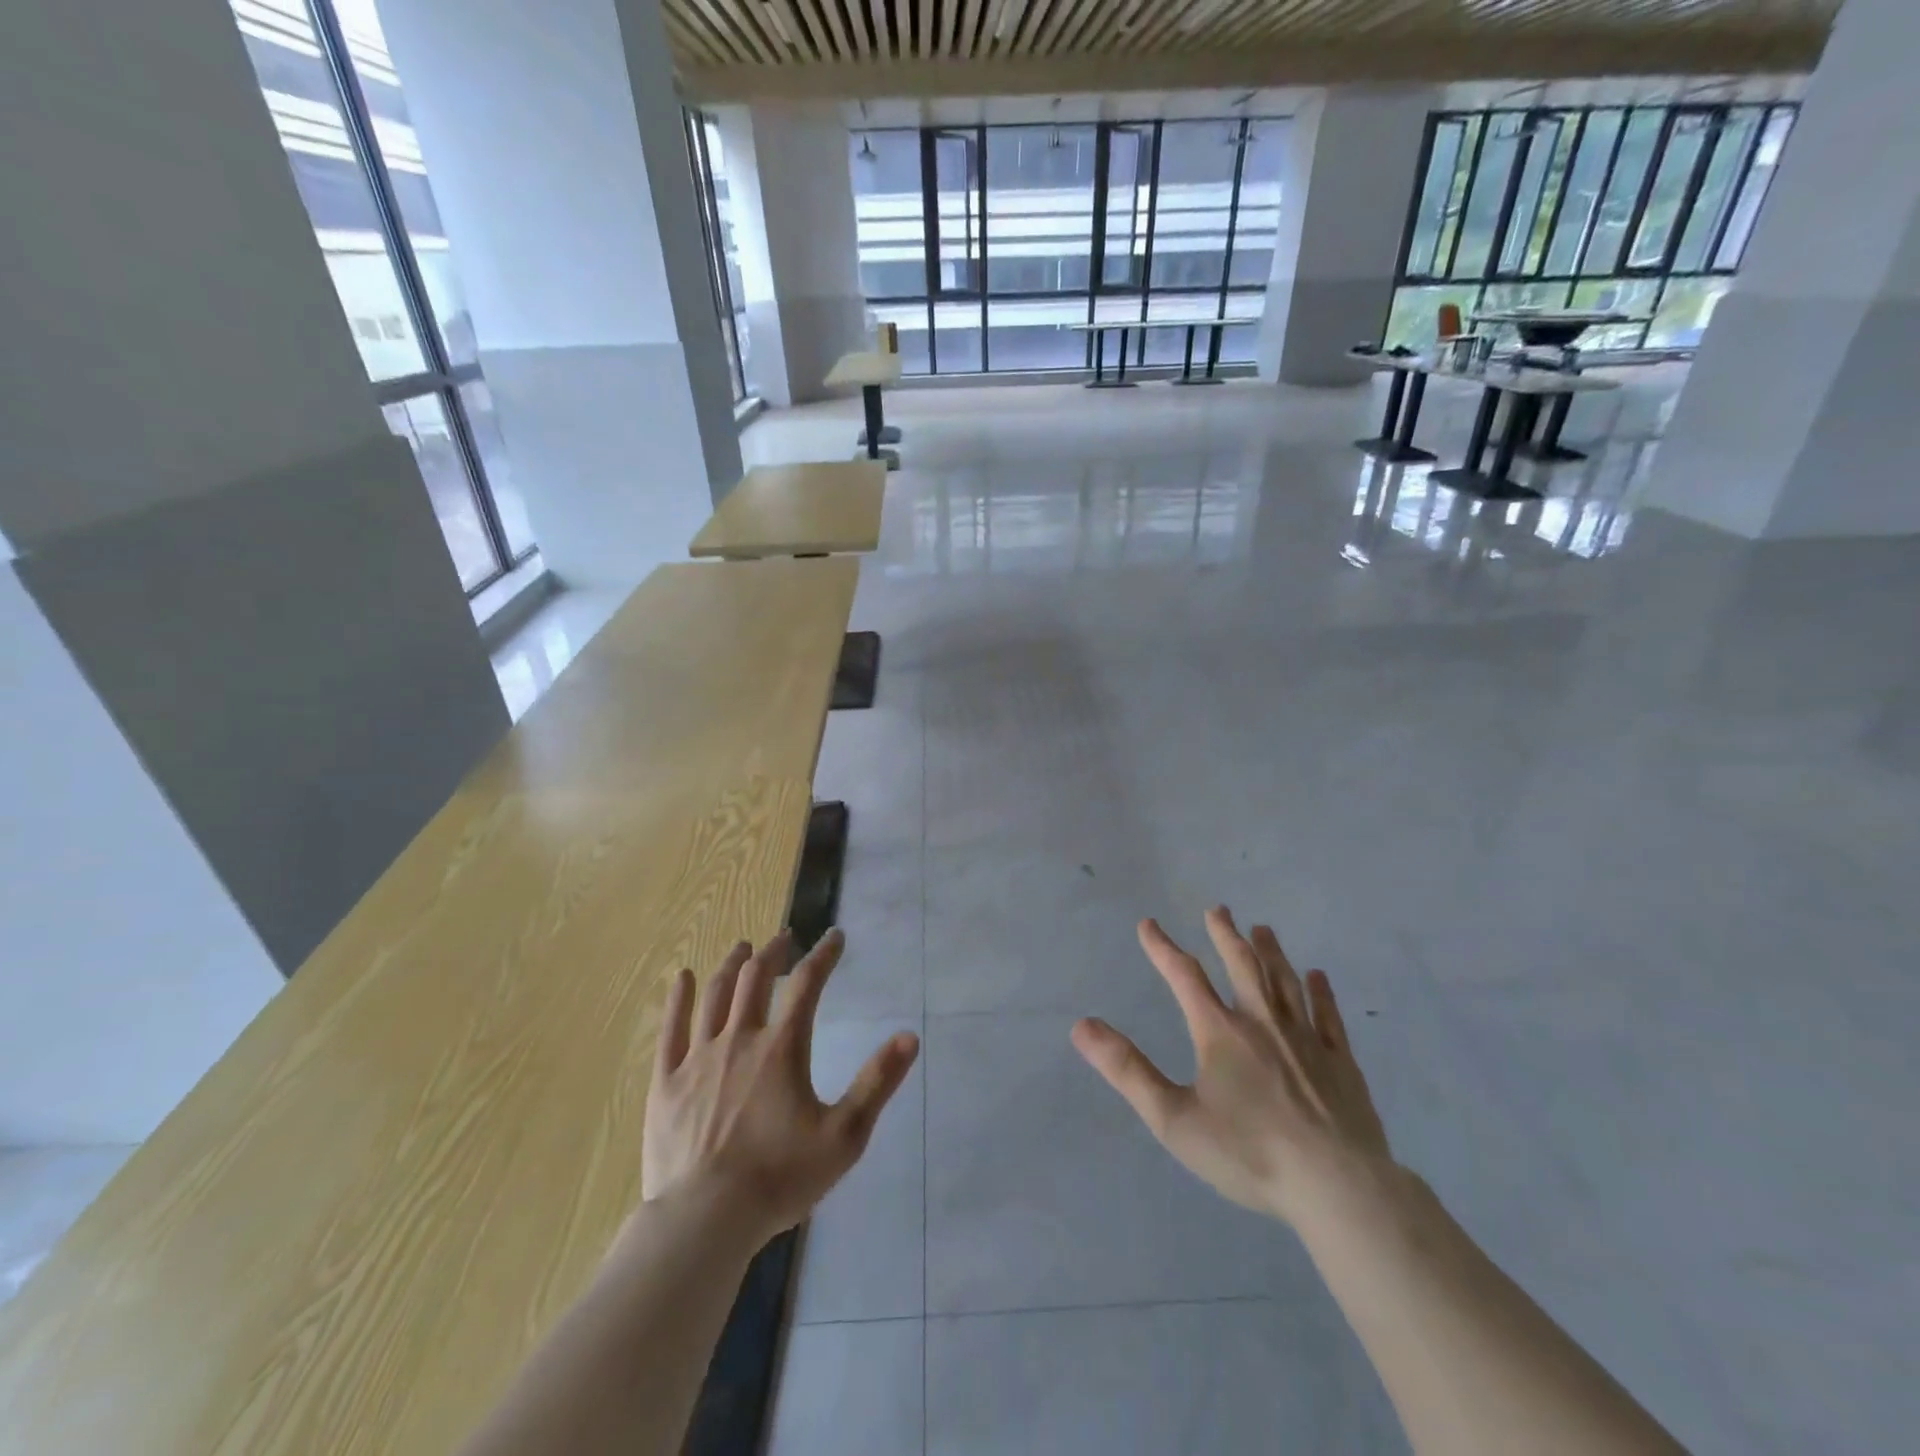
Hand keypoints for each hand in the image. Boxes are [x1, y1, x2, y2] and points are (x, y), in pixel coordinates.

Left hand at [642, 929, 918, 1246]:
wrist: (705, 1220)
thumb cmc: (779, 1178)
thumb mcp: (844, 1136)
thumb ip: (877, 1083)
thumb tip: (909, 1037)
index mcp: (782, 1048)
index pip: (807, 984)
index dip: (824, 955)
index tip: (835, 936)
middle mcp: (740, 1039)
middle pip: (756, 979)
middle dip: (774, 953)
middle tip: (785, 939)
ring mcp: (698, 1058)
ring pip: (715, 995)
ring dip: (732, 965)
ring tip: (743, 947)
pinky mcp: (667, 1081)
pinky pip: (671, 1028)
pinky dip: (678, 998)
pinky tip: (681, 977)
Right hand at [1071, 907, 1391, 1229]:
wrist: (1337, 1187)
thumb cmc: (1249, 1153)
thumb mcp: (1173, 1119)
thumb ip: (1127, 1070)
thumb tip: (1082, 1026)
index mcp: (1220, 1032)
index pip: (1185, 976)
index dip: (1163, 948)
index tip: (1147, 925)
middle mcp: (1262, 1022)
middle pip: (1242, 965)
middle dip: (1225, 935)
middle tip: (1218, 910)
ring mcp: (1306, 1039)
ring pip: (1285, 981)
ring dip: (1270, 952)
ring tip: (1262, 929)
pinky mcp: (1340, 1061)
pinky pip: (1328, 1015)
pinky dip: (1321, 992)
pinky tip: (1318, 977)